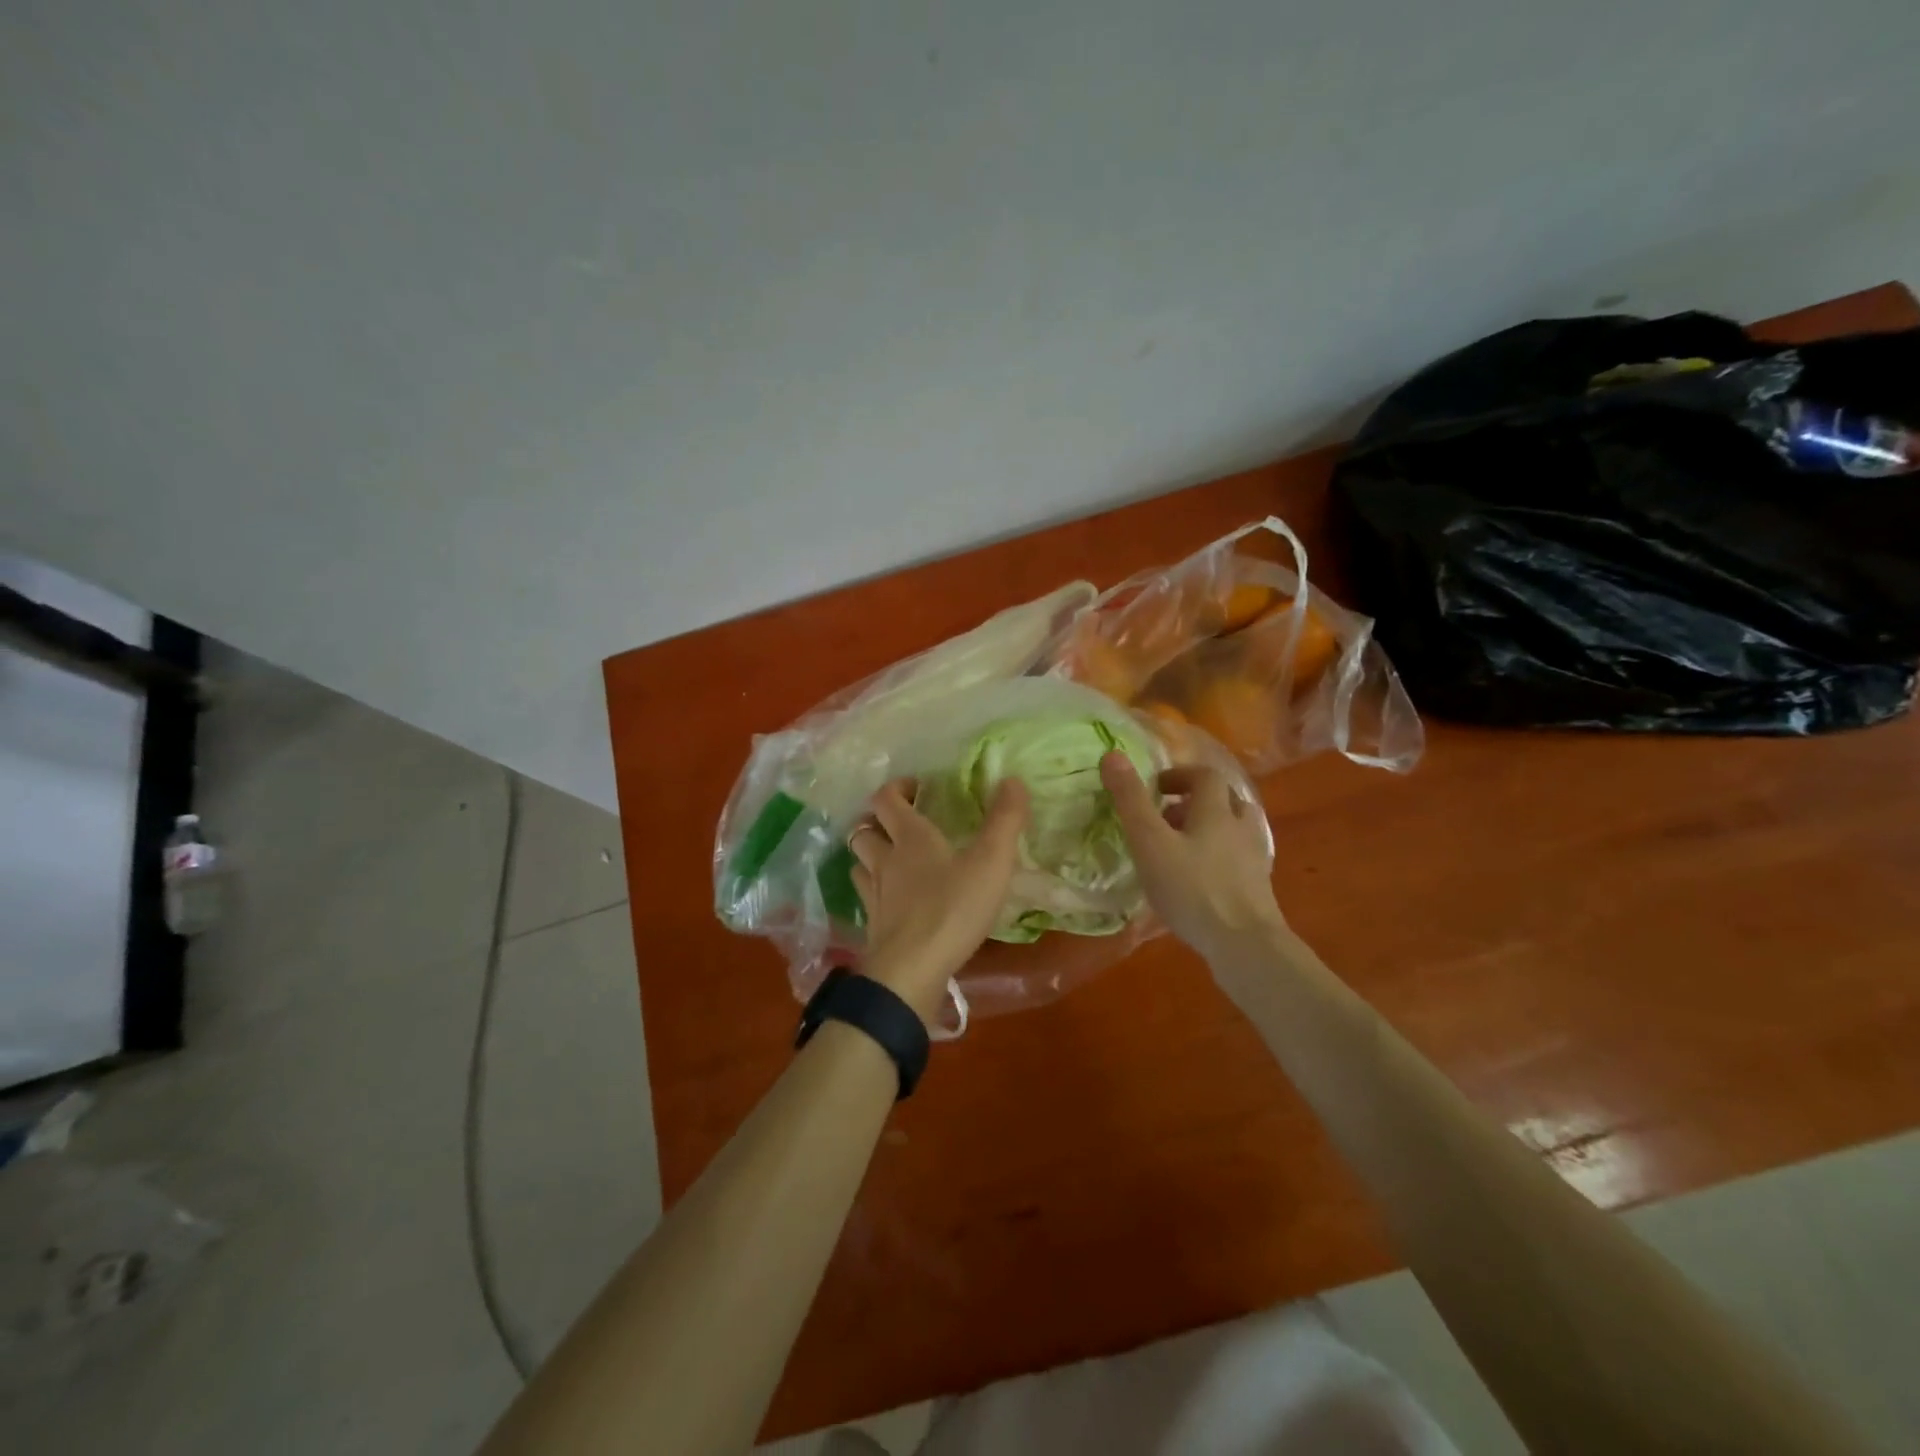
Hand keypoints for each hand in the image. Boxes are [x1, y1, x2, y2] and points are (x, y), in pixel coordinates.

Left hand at [848, 777, 1028, 1023]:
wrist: (911, 971)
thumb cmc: (953, 909)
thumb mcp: (991, 861)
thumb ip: (1005, 820)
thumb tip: (1012, 780)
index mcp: (910, 837)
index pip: (885, 799)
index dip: (896, 788)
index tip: (917, 789)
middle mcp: (885, 859)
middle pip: (864, 829)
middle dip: (877, 820)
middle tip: (902, 823)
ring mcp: (874, 894)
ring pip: (859, 862)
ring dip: (871, 853)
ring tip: (893, 857)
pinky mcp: (873, 925)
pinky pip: (865, 896)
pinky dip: (874, 889)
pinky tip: (892, 899)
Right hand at [1100, 752, 1285, 962]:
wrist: (1244, 944)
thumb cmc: (1192, 888)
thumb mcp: (1150, 842)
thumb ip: (1131, 800)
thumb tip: (1112, 754)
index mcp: (1216, 810)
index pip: (1204, 776)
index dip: (1180, 775)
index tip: (1156, 788)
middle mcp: (1241, 827)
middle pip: (1225, 800)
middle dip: (1196, 802)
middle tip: (1167, 818)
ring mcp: (1255, 859)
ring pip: (1236, 829)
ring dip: (1212, 828)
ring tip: (1184, 847)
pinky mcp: (1259, 889)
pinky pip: (1240, 859)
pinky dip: (1221, 858)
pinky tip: (1202, 880)